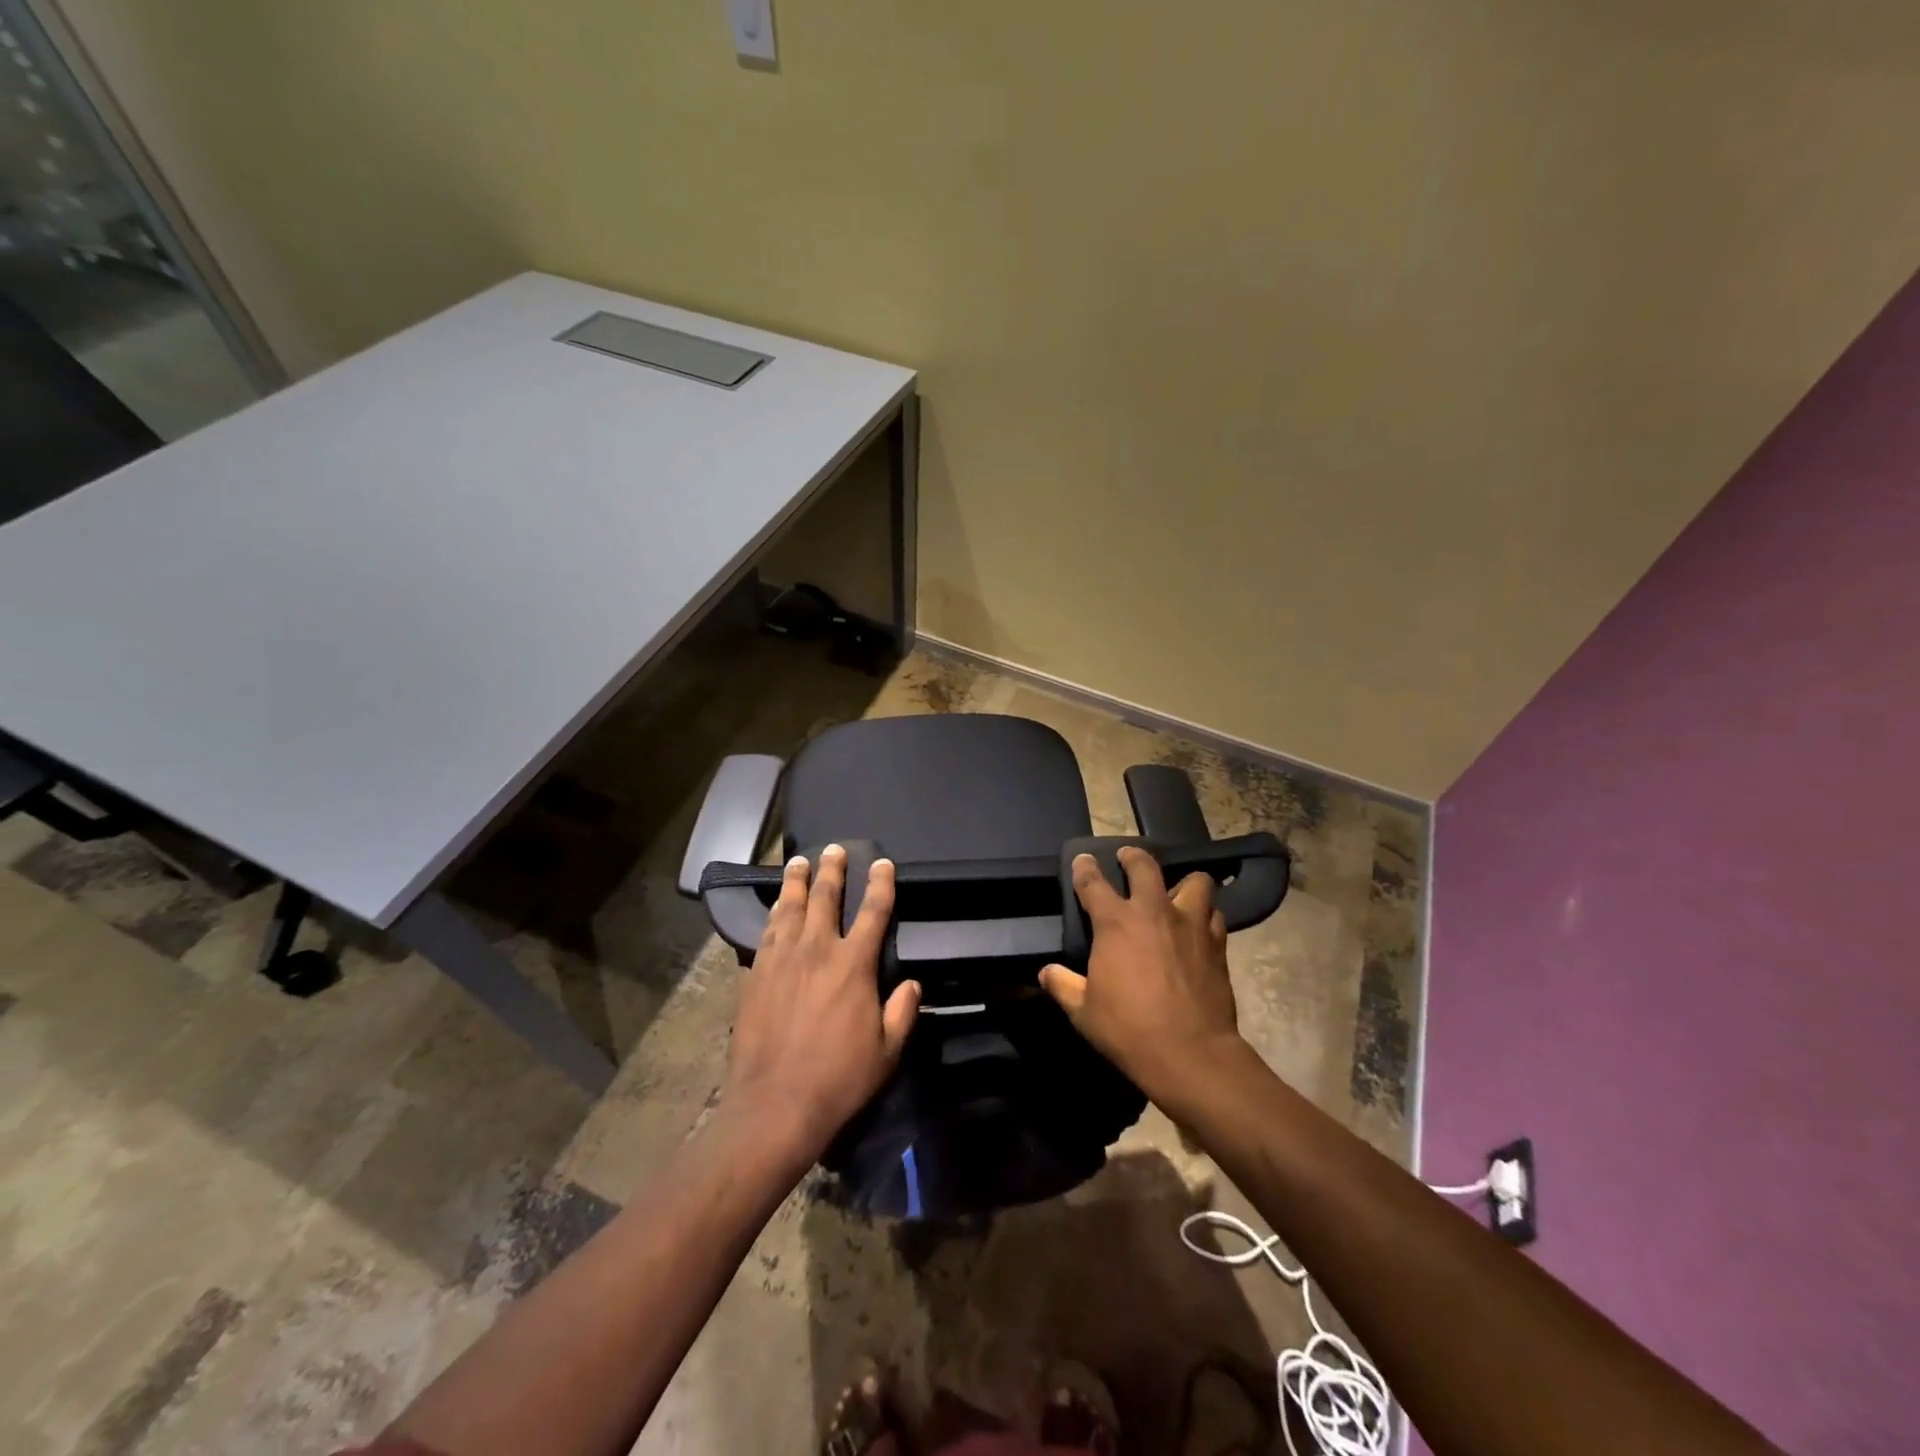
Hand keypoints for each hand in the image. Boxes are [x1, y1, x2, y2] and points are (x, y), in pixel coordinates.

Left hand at [722, 845, 920, 1160]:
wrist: (774, 1105)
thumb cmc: (838, 1079)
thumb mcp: (887, 1051)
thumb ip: (902, 1012)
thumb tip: (913, 984)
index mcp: (854, 965)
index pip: (873, 912)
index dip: (880, 884)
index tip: (882, 862)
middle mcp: (818, 950)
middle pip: (826, 898)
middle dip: (832, 869)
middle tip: (834, 849)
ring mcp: (782, 959)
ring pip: (791, 908)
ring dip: (797, 882)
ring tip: (799, 862)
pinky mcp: (756, 974)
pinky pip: (767, 932)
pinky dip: (775, 912)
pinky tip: (777, 906)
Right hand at [1039, 848, 1243, 1109]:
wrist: (1191, 1054)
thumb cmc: (1129, 1030)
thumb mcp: (1083, 1011)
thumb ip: (1063, 985)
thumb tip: (1046, 973)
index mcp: (1115, 923)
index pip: (1093, 882)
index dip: (1085, 868)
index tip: (1083, 860)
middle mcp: (1153, 912)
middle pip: (1144, 866)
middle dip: (1133, 856)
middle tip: (1127, 858)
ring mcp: (1190, 925)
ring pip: (1195, 881)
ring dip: (1183, 883)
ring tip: (1175, 892)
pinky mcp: (1217, 944)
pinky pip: (1214, 915)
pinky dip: (1205, 914)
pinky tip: (1198, 927)